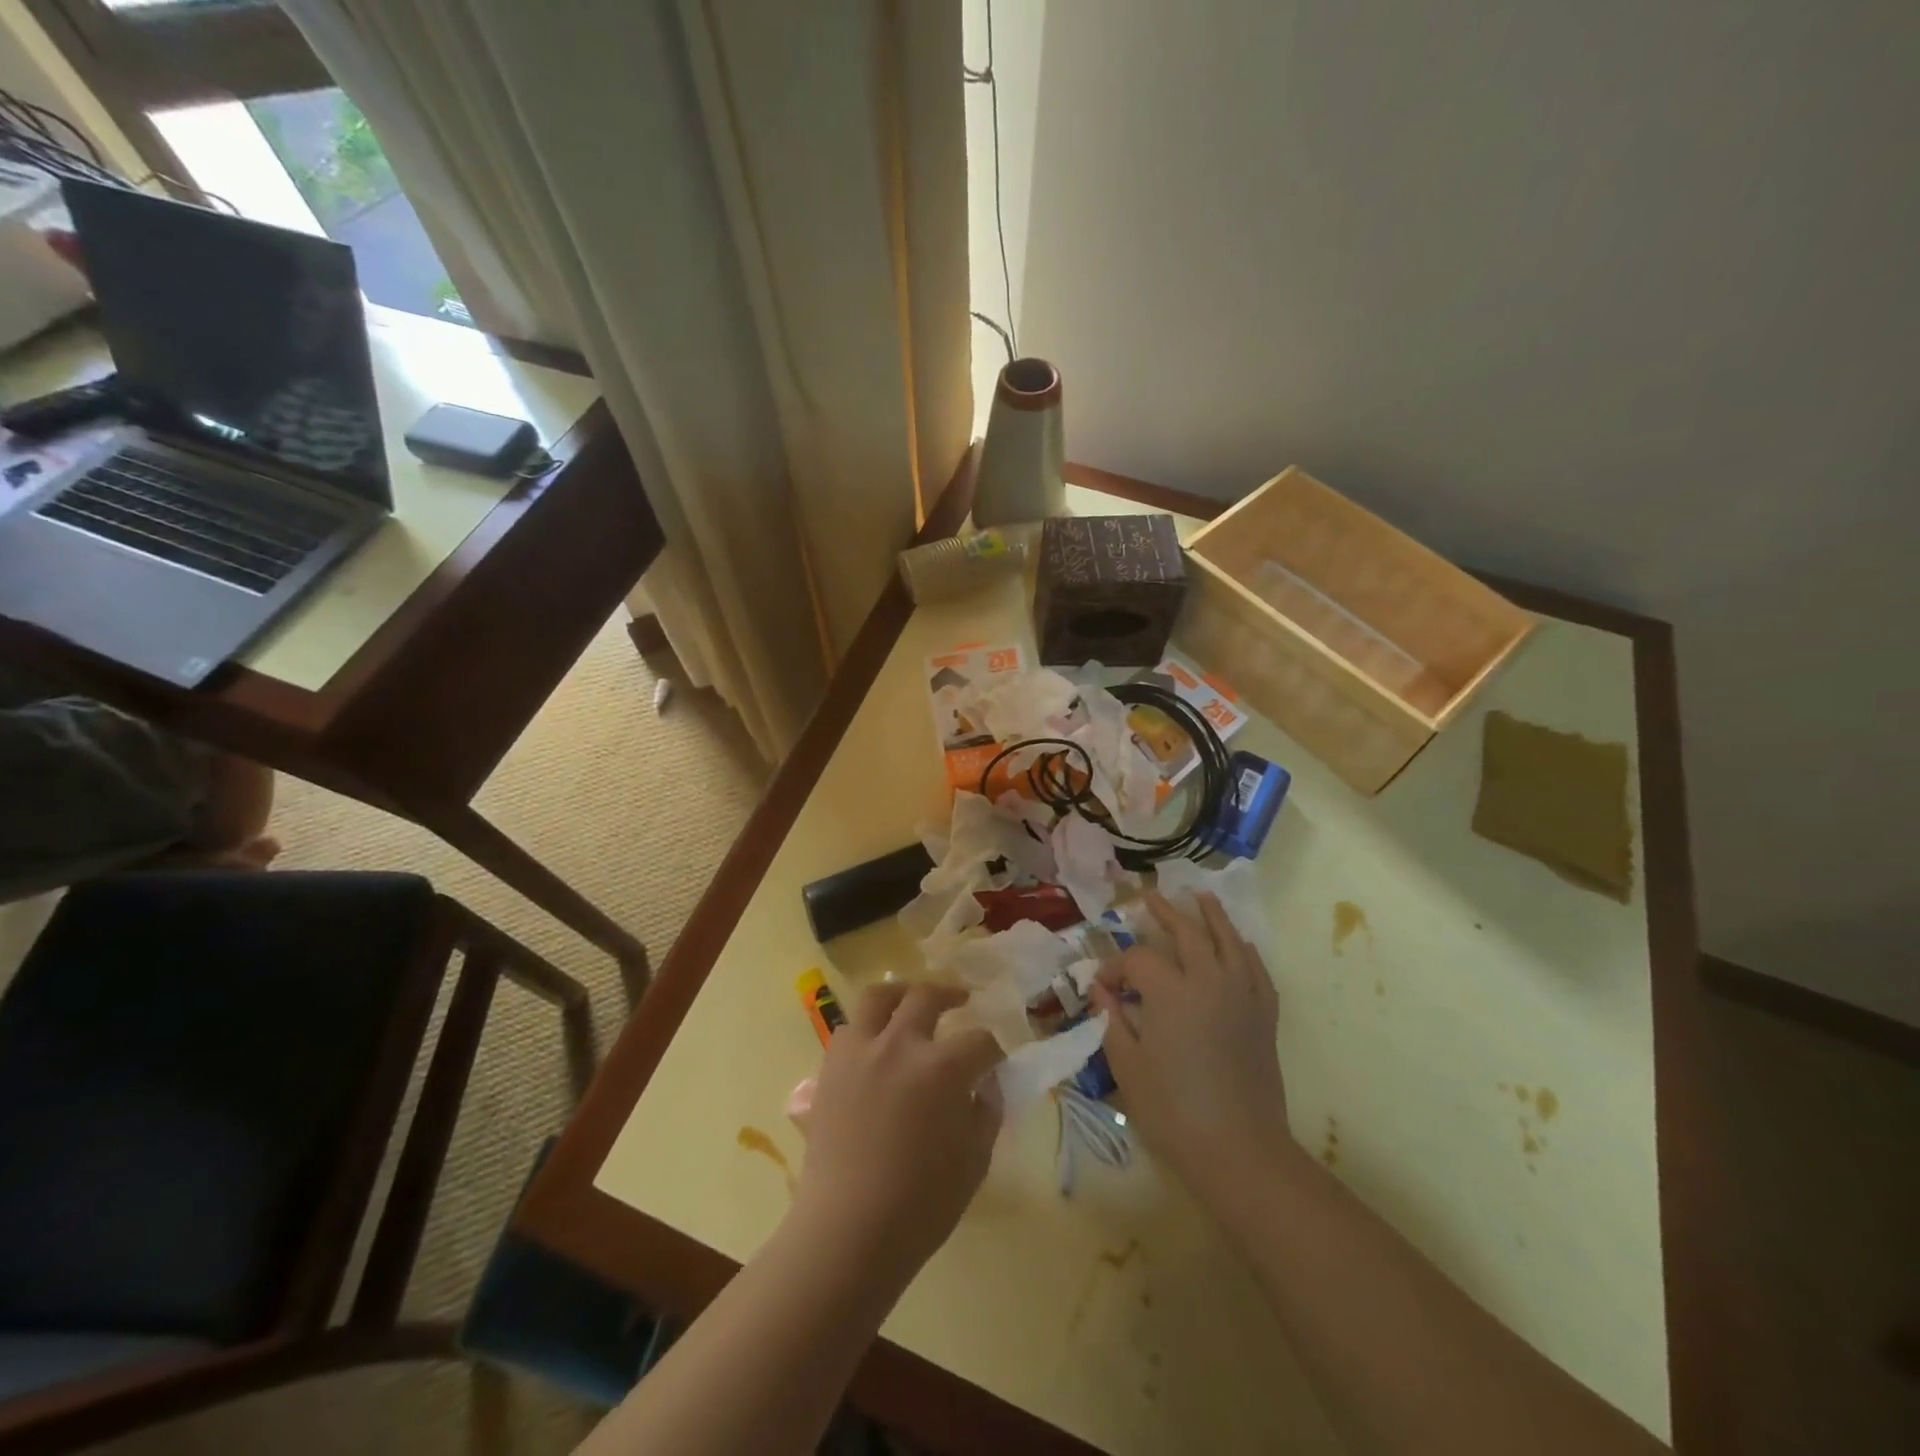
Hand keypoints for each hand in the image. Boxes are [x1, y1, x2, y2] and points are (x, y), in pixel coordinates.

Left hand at [793, 982, 1004, 1282]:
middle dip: (951, 995)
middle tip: (962, 1000)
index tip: (996, 1060)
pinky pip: (849, 1029)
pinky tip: (876, 1045)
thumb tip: (986, 1084)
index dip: (994, 1050)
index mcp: (944, 1067)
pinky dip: (867, 1028)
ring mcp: (861, 1051)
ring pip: (879, 996)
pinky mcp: (831, 1067)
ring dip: (901, 994)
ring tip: (911, 1002)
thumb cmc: (922, 1204)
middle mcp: (901, 1044)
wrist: (848, 1229)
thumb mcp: (975, 1160)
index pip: (980, 1041)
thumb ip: (986, 1111)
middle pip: (928, 997)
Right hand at [1088, 892, 1290, 1200]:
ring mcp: (1243, 995)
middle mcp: (1210, 981)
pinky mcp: (1264, 1015)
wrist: (1239, 1150)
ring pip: (1229, 940)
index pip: (1138, 959)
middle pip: (1187, 933)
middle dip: (1165, 913)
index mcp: (1171, 992)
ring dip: (1212, 915)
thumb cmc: (1173, 1110)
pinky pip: (1257, 969)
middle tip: (1150, 897)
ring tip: (1201, 895)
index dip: (1116, 967)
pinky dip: (1246, 950)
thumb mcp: (1127, 1066)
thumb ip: (1112, 1020)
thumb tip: (1100, 989)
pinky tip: (1240, 944)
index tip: (1103, 988)